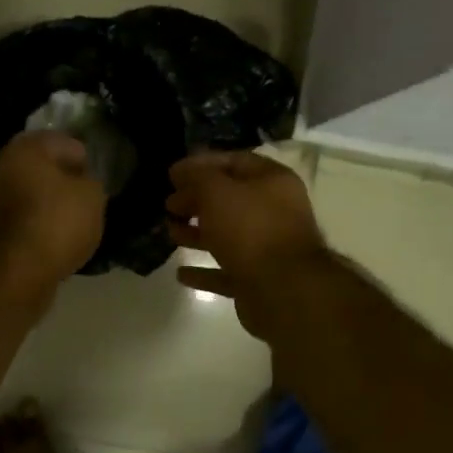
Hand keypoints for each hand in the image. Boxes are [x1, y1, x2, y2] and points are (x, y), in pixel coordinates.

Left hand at [0, 131, 106, 296]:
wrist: (14, 272)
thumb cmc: (56, 222)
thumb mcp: (93, 197)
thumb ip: (91, 183)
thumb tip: (82, 184)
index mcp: (27, 147)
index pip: (64, 143)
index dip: (85, 160)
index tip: (97, 179)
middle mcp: (2, 166)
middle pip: (42, 169)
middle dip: (63, 182)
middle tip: (86, 200)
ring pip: (29, 195)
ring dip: (48, 205)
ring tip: (73, 224)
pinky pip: (22, 221)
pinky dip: (36, 227)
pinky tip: (54, 241)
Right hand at [165, 151, 328, 335]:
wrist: (283, 290)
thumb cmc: (250, 229)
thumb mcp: (217, 191)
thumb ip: (197, 177)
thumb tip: (181, 171)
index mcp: (272, 181)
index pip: (234, 162)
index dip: (201, 164)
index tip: (172, 174)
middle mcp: (274, 211)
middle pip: (230, 200)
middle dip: (196, 200)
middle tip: (169, 205)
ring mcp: (268, 248)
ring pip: (227, 235)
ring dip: (197, 234)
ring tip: (170, 232)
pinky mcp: (258, 280)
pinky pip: (226, 270)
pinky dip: (205, 271)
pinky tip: (181, 274)